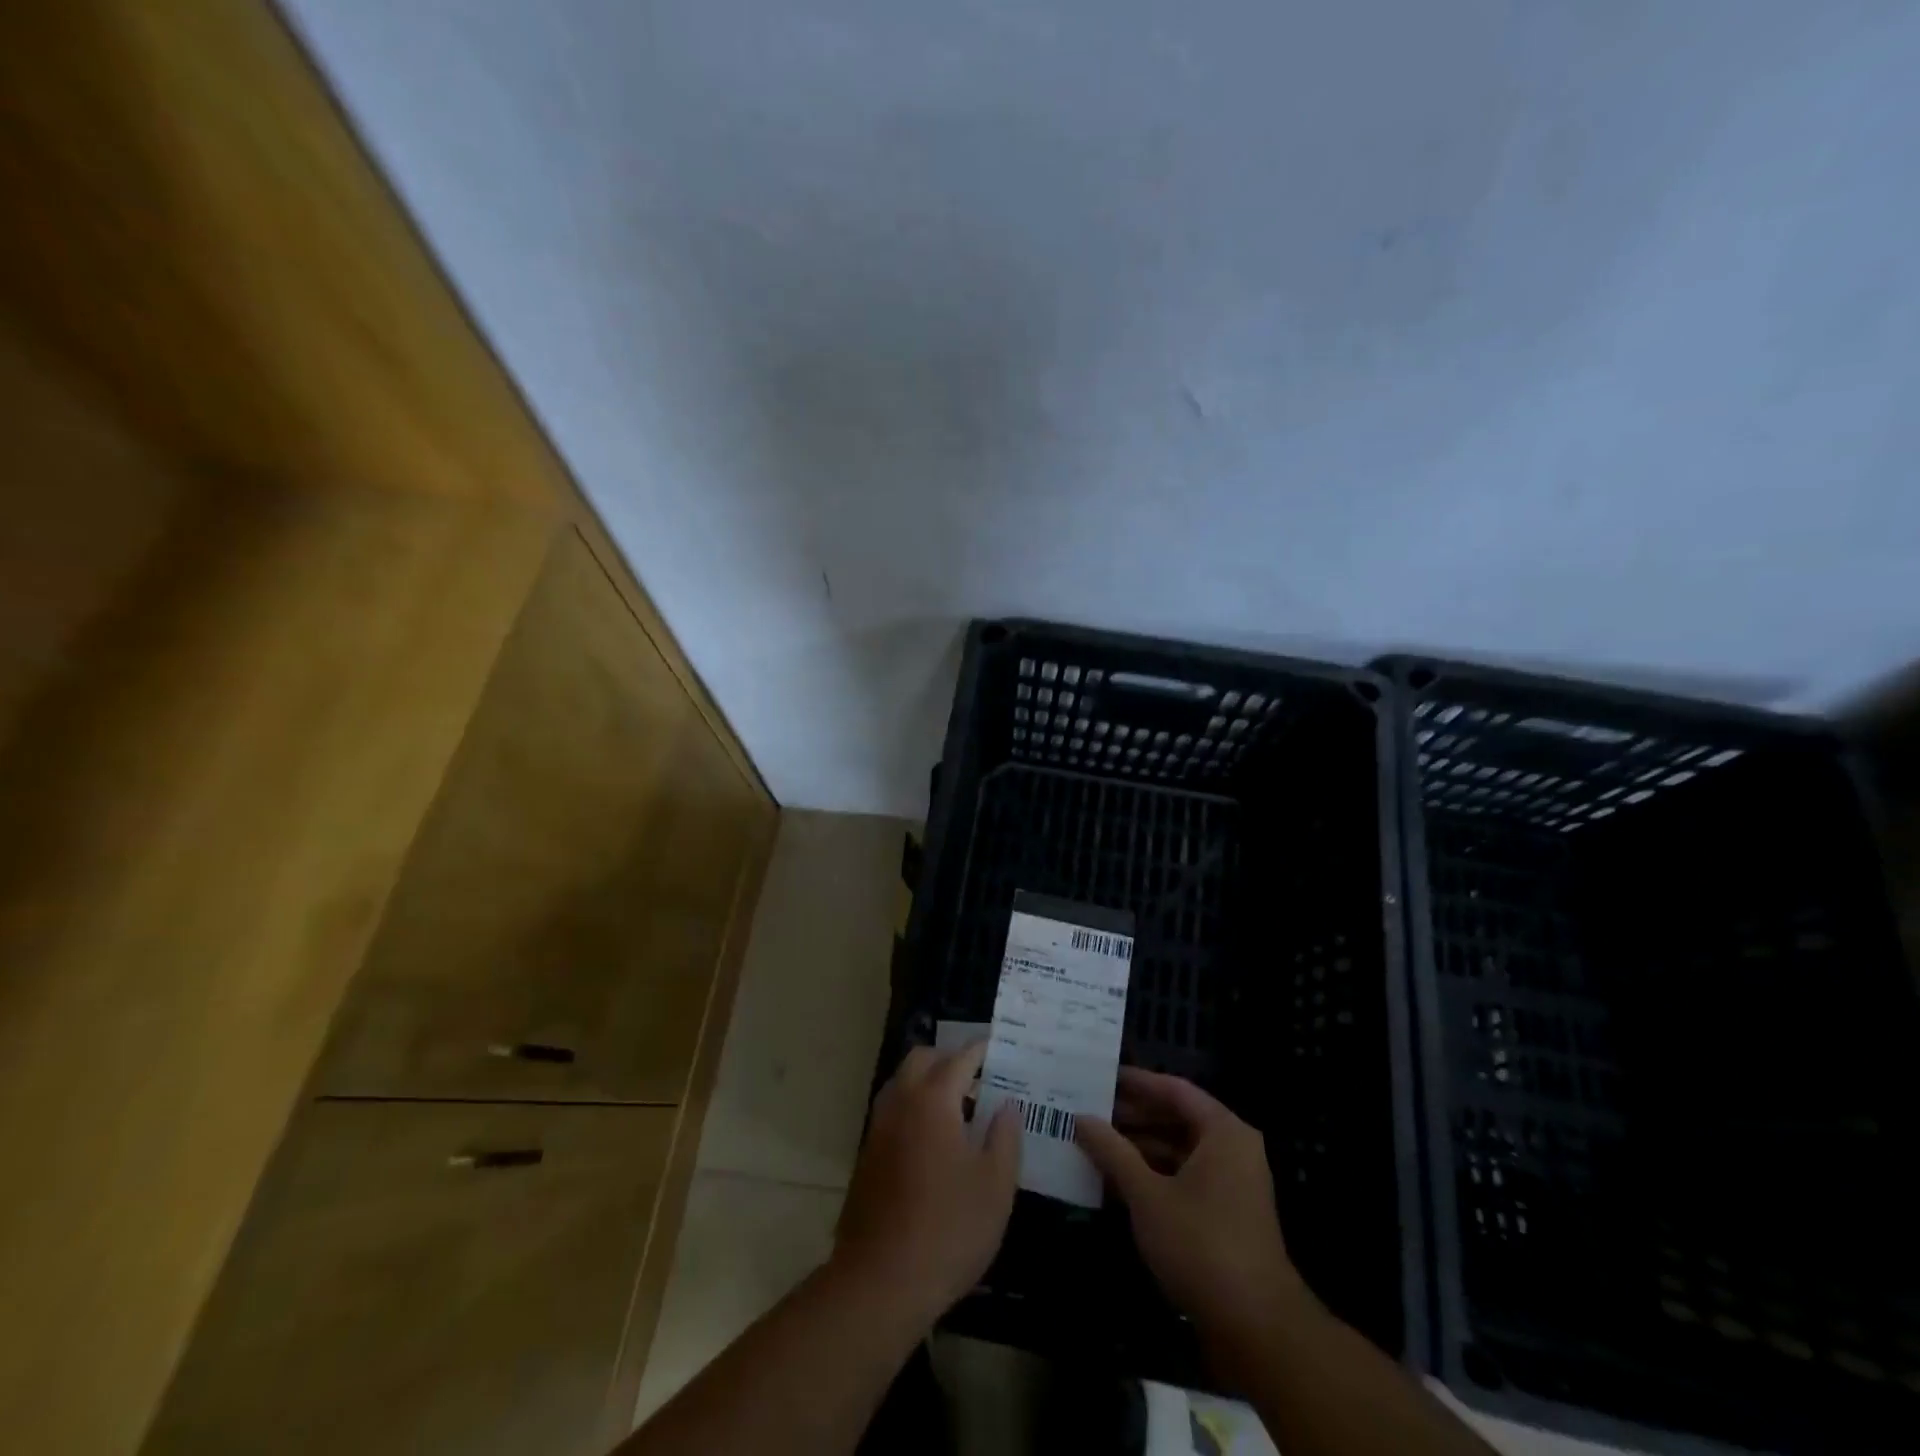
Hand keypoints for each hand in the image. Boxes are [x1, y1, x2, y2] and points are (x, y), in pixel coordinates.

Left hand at [833, 1041, 1019, 1321]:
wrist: (880, 1281)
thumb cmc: (949, 1229)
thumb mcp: (995, 1186)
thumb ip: (1005, 1137)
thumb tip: (1007, 1106)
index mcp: (934, 1100)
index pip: (959, 1059)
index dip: (980, 1051)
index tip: (998, 1049)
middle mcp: (901, 1103)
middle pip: (921, 1060)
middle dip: (948, 1059)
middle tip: (977, 1078)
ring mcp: (878, 1129)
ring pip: (901, 1084)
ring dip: (926, 1083)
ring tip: (958, 1109)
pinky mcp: (867, 1156)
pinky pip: (892, 1112)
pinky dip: (912, 1108)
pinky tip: (933, 1141)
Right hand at [1076, 1068, 1298, 1339]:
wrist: (1256, 1328)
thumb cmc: (1201, 1245)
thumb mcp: (1147, 1195)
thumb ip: (1112, 1151)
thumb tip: (1080, 1118)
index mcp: (1223, 1132)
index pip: (1174, 1090)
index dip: (1136, 1083)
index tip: (1099, 1077)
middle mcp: (1232, 1149)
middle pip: (1176, 1118)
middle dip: (1132, 1116)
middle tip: (1088, 1111)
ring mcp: (1231, 1183)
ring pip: (1178, 1150)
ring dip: (1139, 1148)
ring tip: (1094, 1144)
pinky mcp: (1225, 1215)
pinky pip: (1184, 1178)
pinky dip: (1153, 1175)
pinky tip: (1115, 1181)